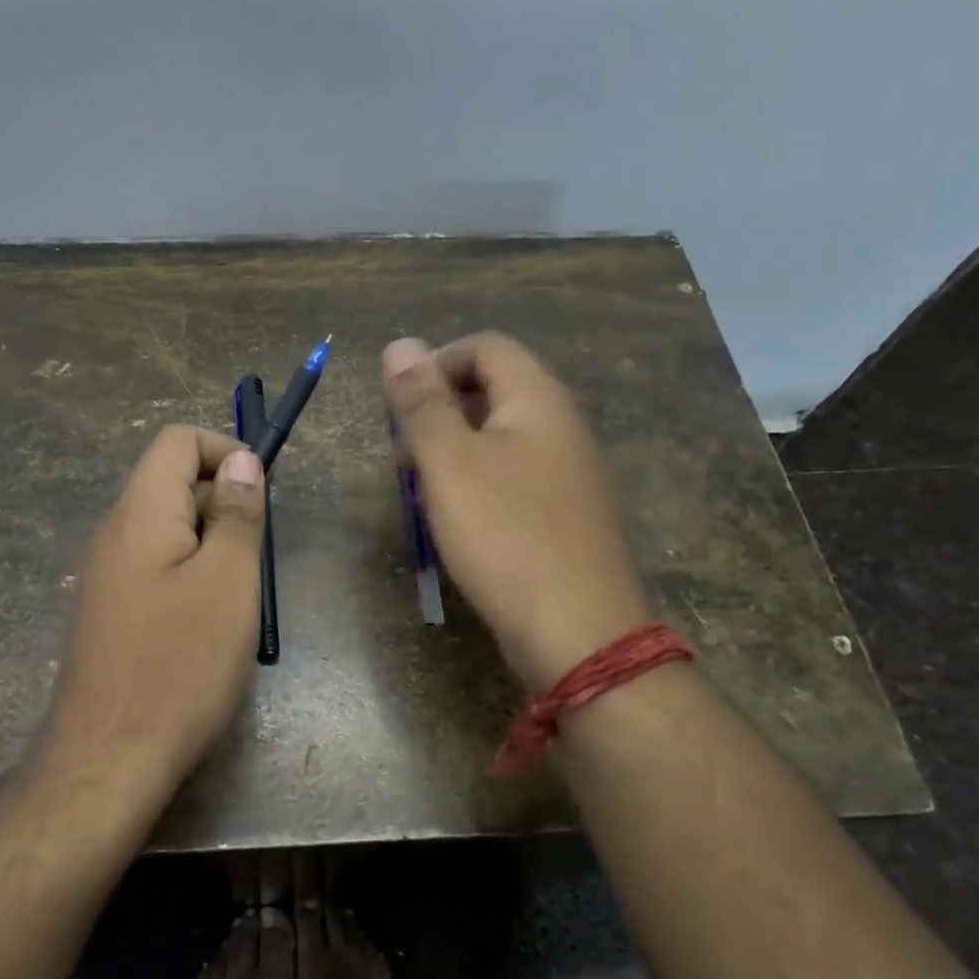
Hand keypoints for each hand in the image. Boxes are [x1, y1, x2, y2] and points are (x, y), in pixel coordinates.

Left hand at [40, 425, 266, 798]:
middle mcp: (113, 533)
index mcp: (139, 512)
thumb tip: (240, 461)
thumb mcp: (228, 581)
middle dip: (223, 503)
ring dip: (210, 545)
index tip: (263, 492)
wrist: (108, 758)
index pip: (177, 441)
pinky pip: (154, 569)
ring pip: (167, 531)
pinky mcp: (108, 613)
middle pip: (171, 483)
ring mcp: (105, 576)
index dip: (225, 450)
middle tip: (257, 556)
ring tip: (238, 595)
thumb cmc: (180, 664)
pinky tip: (208, 624)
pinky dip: (189, 576)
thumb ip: (236, 514)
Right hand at [383, 333, 653, 691]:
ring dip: (452, 454)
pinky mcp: (565, 517)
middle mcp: (562, 428)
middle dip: (438, 413)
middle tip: (404, 458)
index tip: (399, 408)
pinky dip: (476, 486)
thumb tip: (400, 344)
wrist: (579, 634)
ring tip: (422, 494)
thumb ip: (422, 403)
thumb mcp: (449, 463)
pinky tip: (457, 523)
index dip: (435, 364)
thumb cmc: (506, 536)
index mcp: (538, 401)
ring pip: (500, 440)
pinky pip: (513, 480)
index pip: (485, 347)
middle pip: (493, 391)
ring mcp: (569, 476)